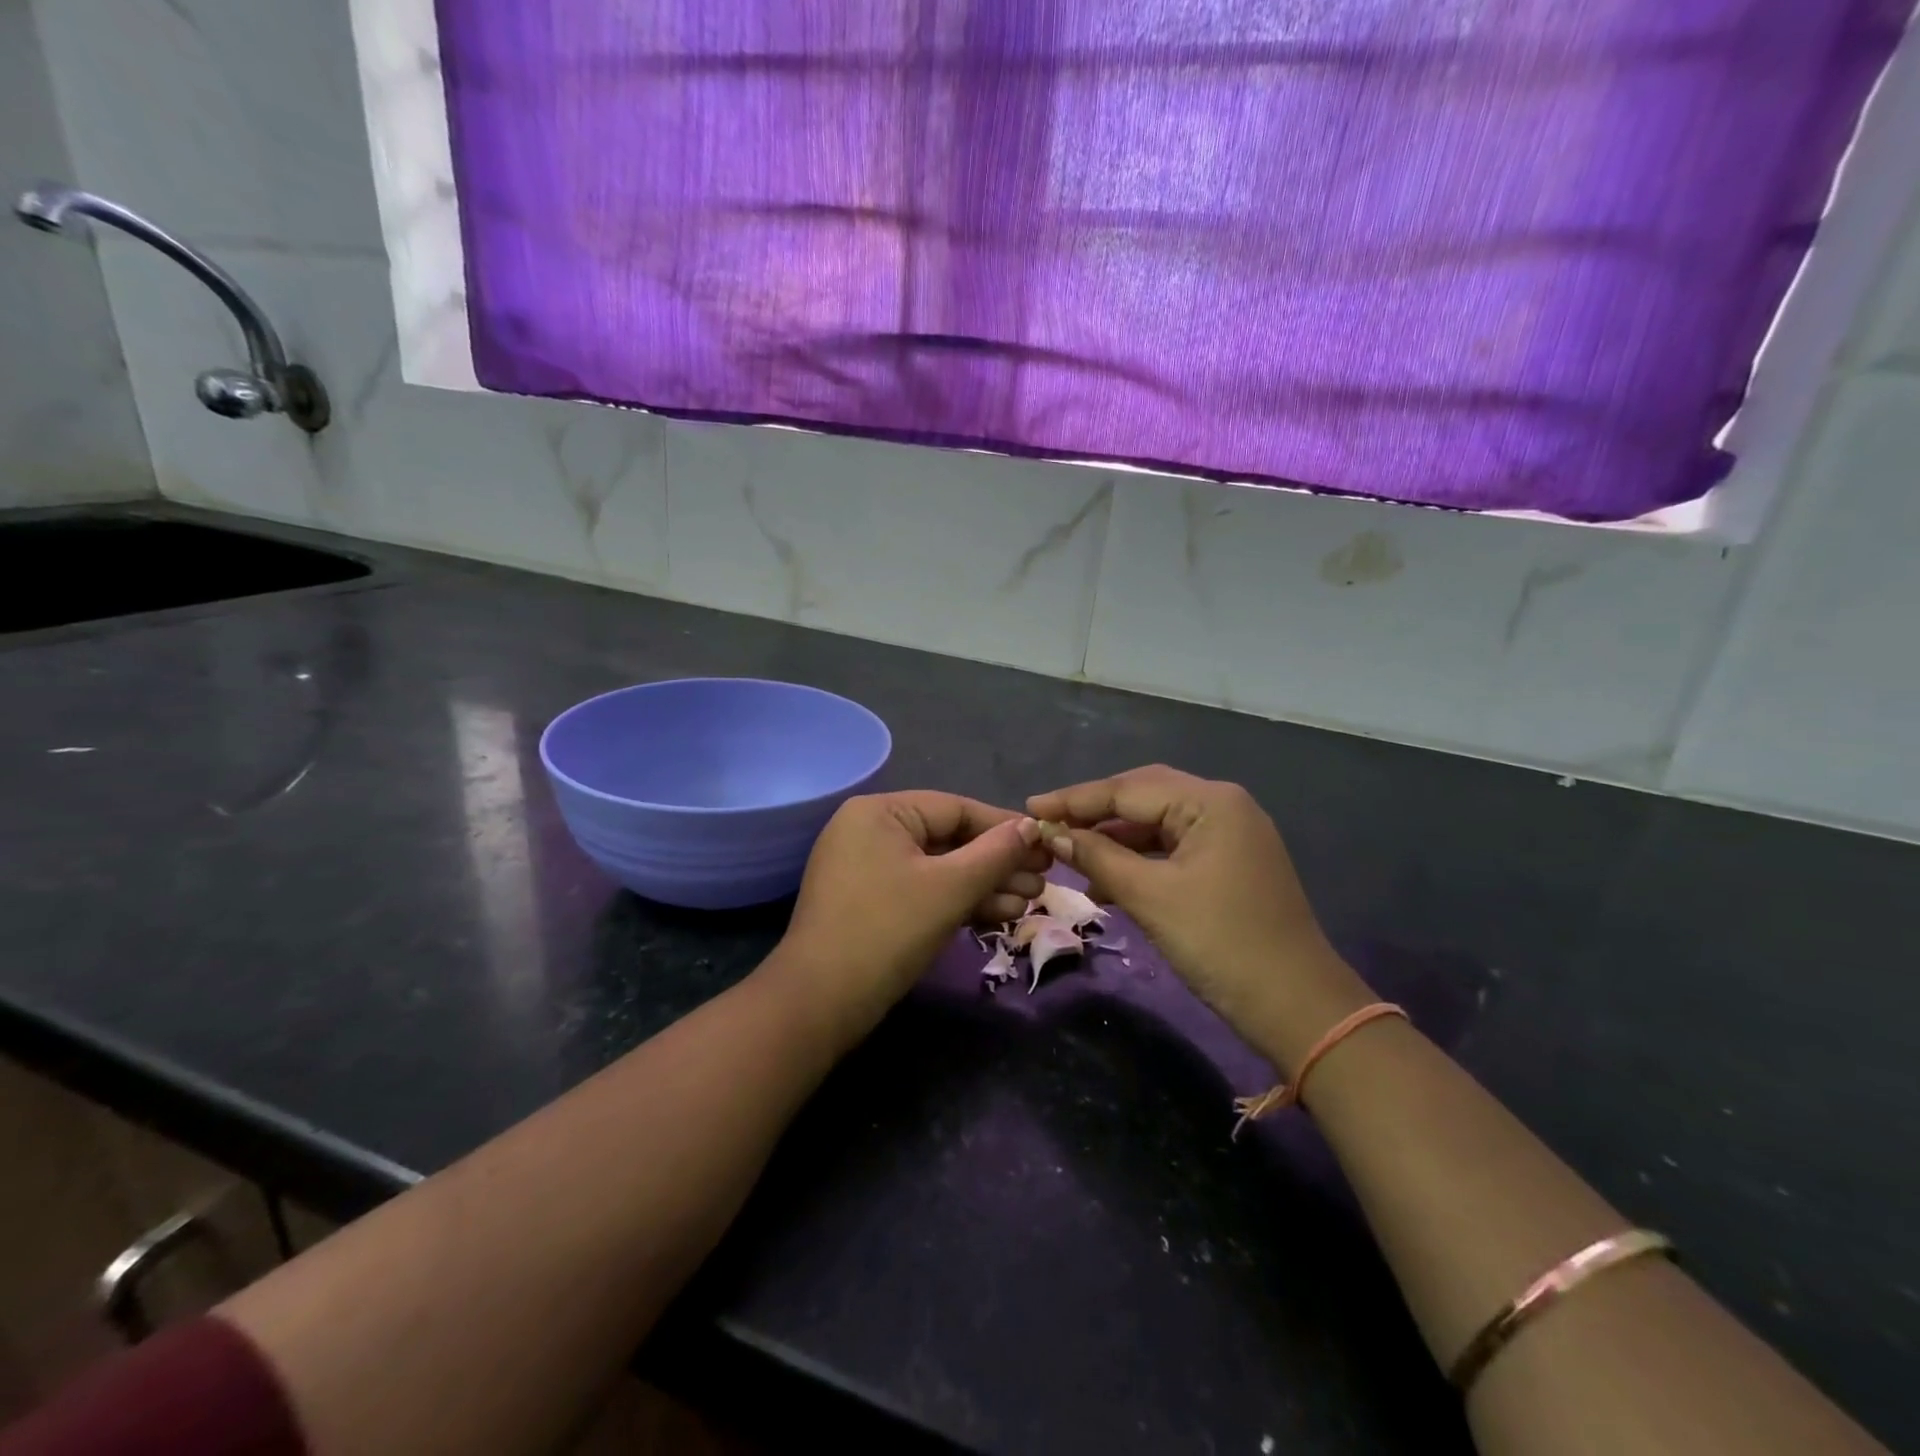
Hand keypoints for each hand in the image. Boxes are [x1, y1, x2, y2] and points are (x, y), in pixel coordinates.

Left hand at [775, 792, 1047, 1037]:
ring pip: (939, 868)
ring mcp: (868, 868)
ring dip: (984, 885)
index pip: (956, 808)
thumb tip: (1031, 826)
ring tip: (1029, 901)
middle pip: (949, 838)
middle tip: (1043, 880)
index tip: (1046, 843)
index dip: (1004, 827)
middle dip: (998, 862)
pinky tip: (999, 914)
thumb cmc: (887, 930)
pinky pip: (923, 889)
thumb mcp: (949, 888)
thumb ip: (995, 853)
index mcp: (881, 812)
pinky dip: (958, 900)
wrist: (820, 1003)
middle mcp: (871, 830)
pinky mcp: (872, 902)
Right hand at [1027, 765, 1369, 1069]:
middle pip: (1144, 796)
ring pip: (1157, 823)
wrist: (1296, 1007)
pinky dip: (1138, 858)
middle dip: (1094, 811)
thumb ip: (1097, 857)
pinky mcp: (1230, 864)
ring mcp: (1230, 835)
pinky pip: (1173, 848)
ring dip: (1114, 837)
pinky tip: (1105, 878)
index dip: (1075, 799)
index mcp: (1211, 802)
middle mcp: (1223, 806)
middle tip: (1046, 823)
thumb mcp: (1150, 897)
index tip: (1030, 807)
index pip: (1128, 788)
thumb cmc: (1220, 943)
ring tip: (1068, 851)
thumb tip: (1050, 832)